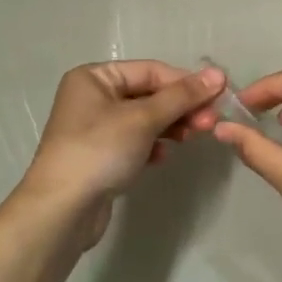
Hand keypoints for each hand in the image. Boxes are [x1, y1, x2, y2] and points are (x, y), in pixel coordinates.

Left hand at [18, 61, 224, 231]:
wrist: (61, 210)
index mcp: (95, 77)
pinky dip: (153, 145)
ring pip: (145, 119)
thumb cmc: (100, 151)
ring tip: (191, 138)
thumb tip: (218, 74)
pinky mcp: (101, 155)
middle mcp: (92, 96)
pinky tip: (162, 157)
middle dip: (180, 107)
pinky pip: (135, 141)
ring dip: (171, 126)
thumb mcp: (143, 119)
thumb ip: (181, 96)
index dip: (186, 82)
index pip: (151, 71)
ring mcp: (95, 128)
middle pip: (149, 94)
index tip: (220, 97)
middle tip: (209, 123)